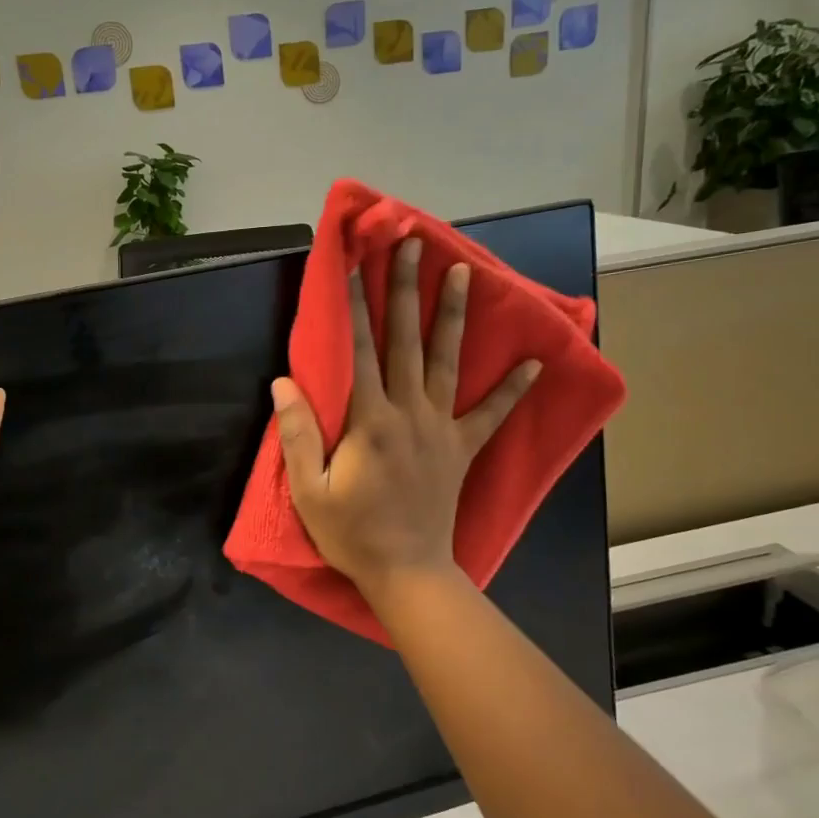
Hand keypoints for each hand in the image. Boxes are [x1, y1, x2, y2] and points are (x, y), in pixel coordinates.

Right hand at [272, 237, 539, 603]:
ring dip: (454, 315)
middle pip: (407, 341)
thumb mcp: (309, 489)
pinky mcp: (461, 448)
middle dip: (408, 289)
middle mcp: (409, 412)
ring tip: (464, 272)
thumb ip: (297, 433)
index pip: (359, 350)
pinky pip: (491, 413)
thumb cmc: (351, 532)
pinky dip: (513, 388)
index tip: (355, 265)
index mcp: (369, 420)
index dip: (355, 305)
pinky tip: (535, 361)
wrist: (407, 572)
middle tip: (413, 246)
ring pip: (449, 361)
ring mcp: (441, 428)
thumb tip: (283, 382)